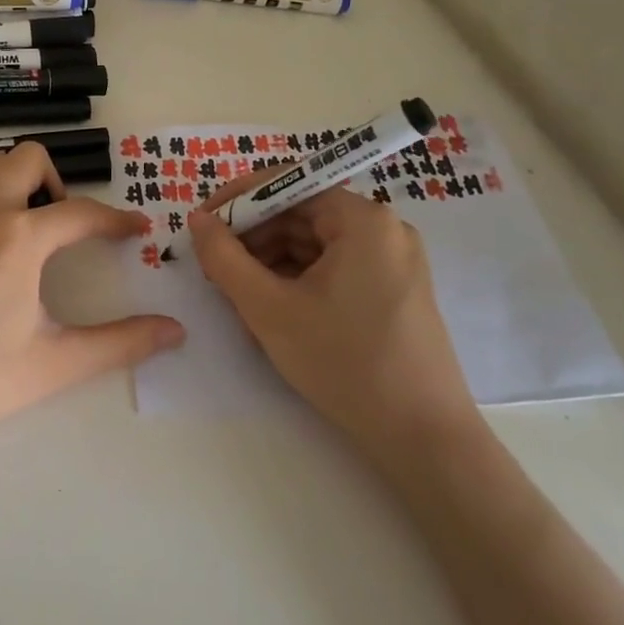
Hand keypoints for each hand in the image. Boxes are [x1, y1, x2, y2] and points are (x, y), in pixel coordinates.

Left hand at [0, 143, 184, 445]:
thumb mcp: (53, 363)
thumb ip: (119, 343)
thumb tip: (175, 331)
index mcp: (19, 237)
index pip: (81, 213)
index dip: (115, 221)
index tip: (136, 230)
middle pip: (31, 159)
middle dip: (58, 184)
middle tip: (64, 227)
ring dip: (17, 182)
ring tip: (25, 226)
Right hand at [189, 179, 476, 457]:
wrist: (425, 440)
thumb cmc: (344, 364)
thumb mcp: (269, 309)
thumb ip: (224, 258)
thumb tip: (198, 219)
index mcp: (363, 219)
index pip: (288, 184)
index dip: (239, 200)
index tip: (202, 223)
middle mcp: (385, 228)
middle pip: (302, 213)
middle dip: (254, 236)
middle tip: (215, 267)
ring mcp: (394, 260)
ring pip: (316, 243)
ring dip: (272, 260)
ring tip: (239, 294)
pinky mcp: (395, 289)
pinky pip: (336, 266)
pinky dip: (299, 279)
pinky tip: (274, 308)